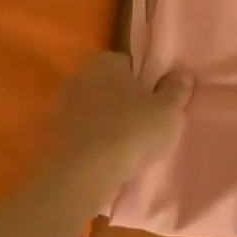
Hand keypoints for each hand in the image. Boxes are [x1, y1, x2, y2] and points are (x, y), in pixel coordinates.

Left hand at [46, 53, 191, 194]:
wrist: (82, 175)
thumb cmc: (130, 133)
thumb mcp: (168, 111)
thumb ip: (177, 89)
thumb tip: (181, 73)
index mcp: (106, 61)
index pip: (131, 63)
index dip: (147, 82)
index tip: (158, 103)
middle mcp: (81, 75)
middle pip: (112, 85)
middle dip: (127, 100)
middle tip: (148, 124)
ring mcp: (63, 105)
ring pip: (97, 108)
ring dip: (110, 121)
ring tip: (130, 145)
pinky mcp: (54, 133)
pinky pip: (84, 131)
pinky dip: (96, 140)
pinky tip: (109, 157)